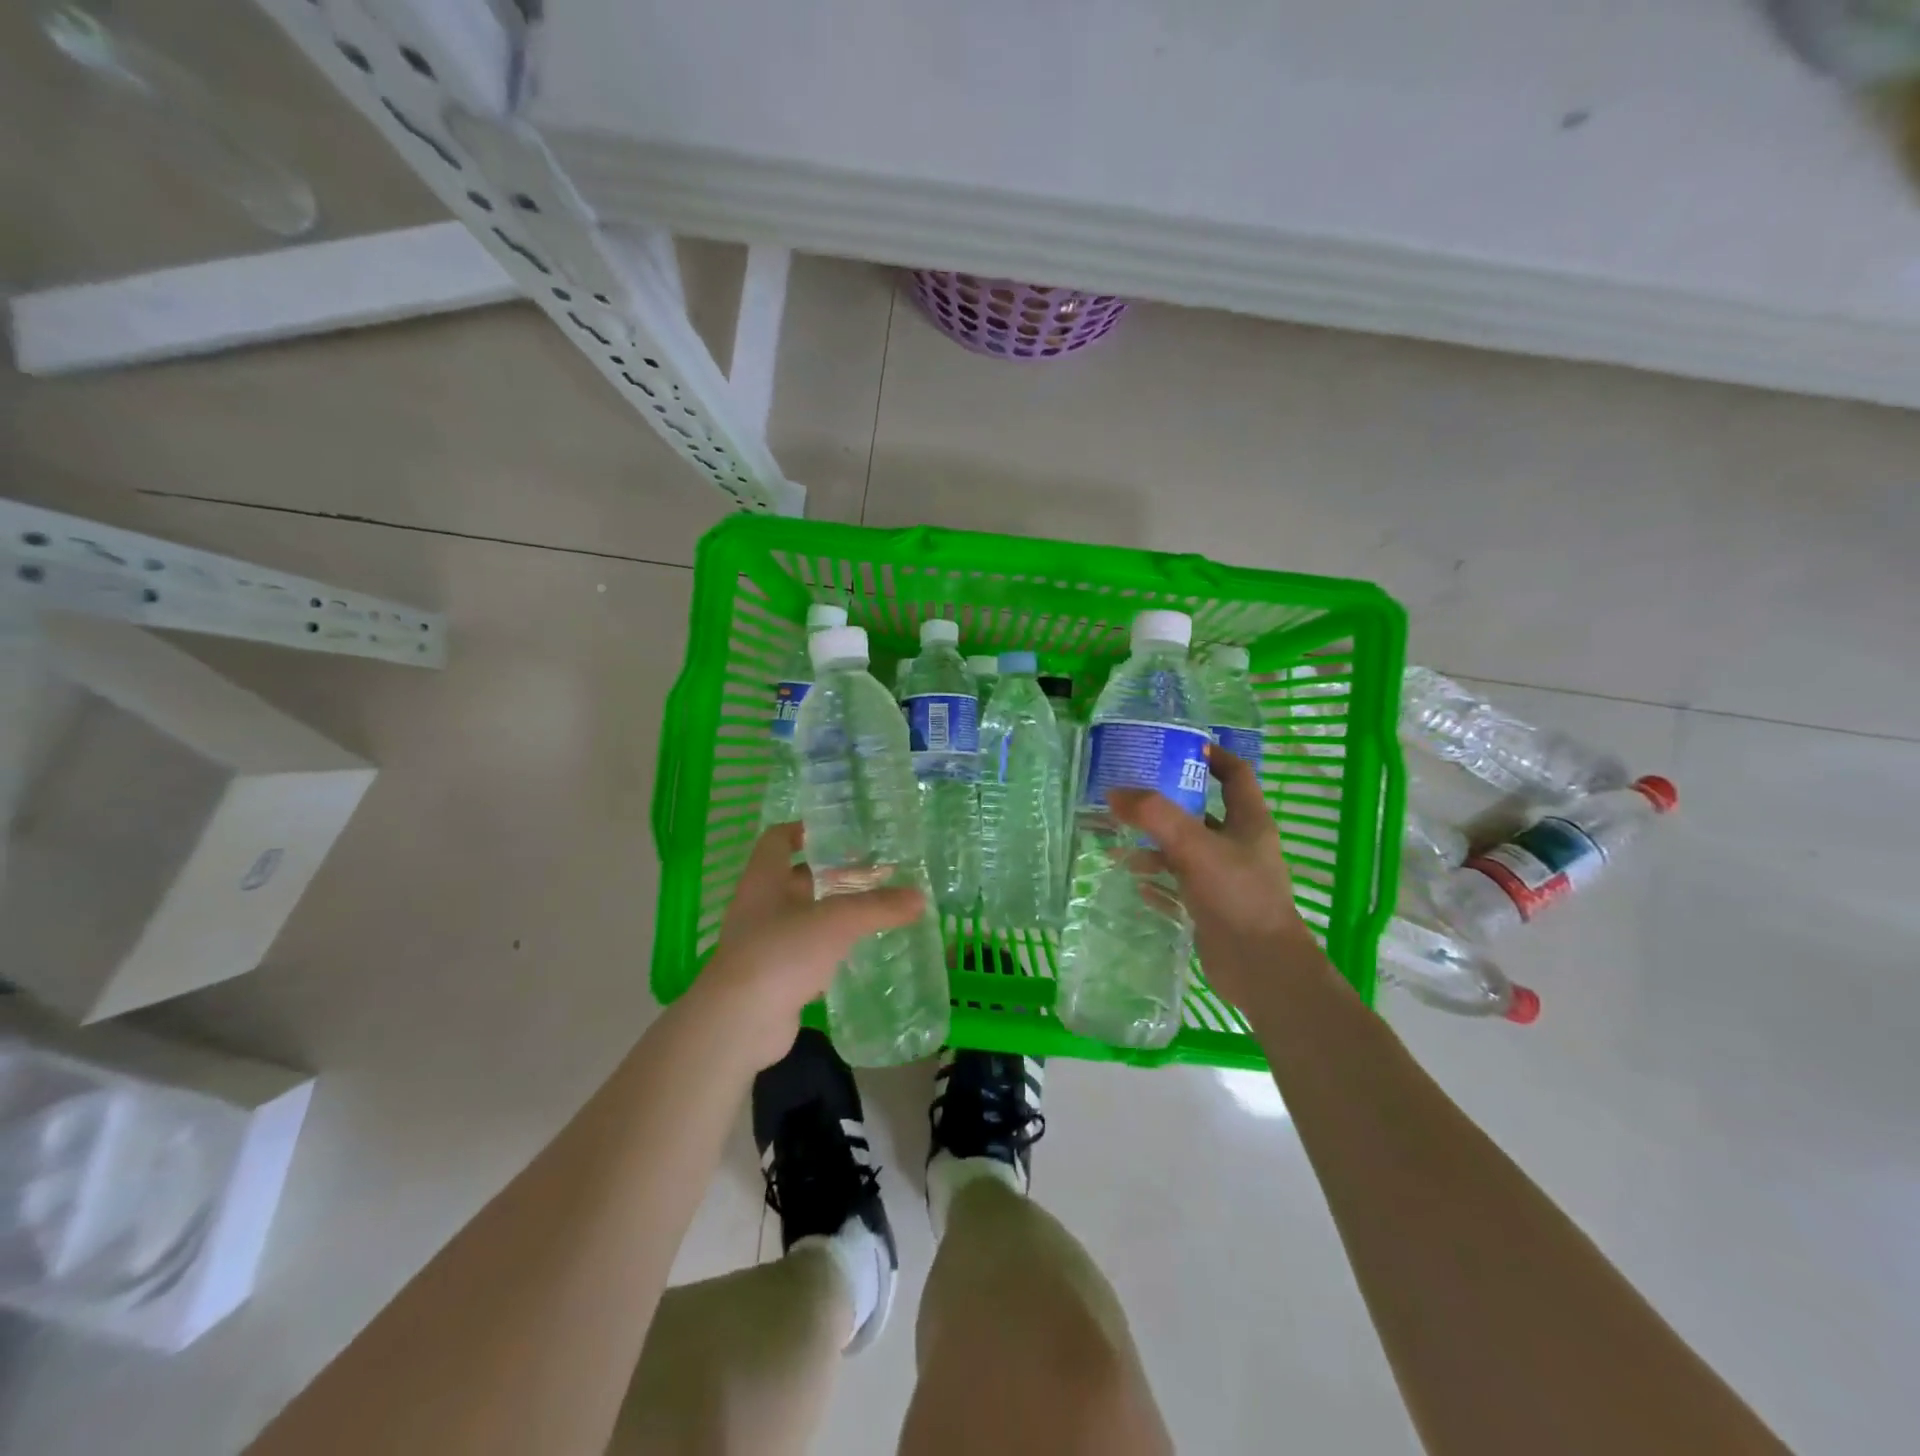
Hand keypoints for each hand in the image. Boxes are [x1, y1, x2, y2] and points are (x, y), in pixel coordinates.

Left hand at [685, 823, 924, 1068]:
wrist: (739, 1023)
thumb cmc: (781, 952)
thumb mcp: (836, 921)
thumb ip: (878, 906)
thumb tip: (920, 898)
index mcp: (764, 879)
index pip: (778, 839)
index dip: (805, 830)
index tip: (840, 832)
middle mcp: (759, 905)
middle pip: (796, 878)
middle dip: (832, 874)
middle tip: (873, 872)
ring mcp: (763, 943)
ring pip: (803, 916)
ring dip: (832, 912)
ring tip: (873, 909)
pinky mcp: (773, 976)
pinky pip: (804, 952)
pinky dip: (829, 948)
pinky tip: (856, 951)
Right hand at [1106, 747, 1329, 1015]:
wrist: (1261, 969)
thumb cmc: (1237, 896)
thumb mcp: (1194, 847)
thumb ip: (1154, 816)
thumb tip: (1115, 793)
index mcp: (1248, 822)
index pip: (1235, 775)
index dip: (1213, 756)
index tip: (1180, 746)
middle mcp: (1239, 847)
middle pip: (1201, 814)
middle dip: (1164, 806)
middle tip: (1128, 798)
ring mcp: (1226, 880)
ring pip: (1184, 853)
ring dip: (1153, 849)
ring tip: (1117, 849)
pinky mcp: (1212, 910)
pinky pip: (1179, 888)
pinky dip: (1157, 883)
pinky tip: (1134, 883)